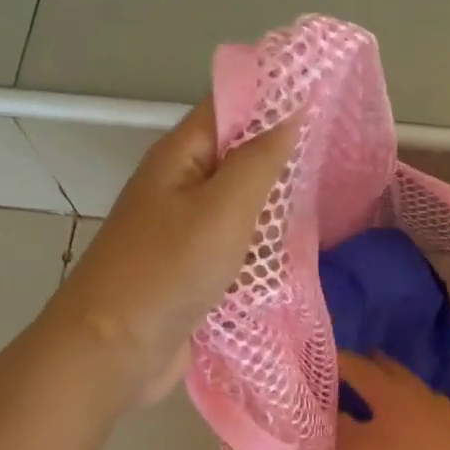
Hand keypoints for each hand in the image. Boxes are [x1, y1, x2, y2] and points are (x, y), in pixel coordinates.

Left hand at [40, 99, 296, 406]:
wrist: (113, 350)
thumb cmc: (168, 269)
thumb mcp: (223, 208)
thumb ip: (259, 161)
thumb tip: (291, 113)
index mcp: (178, 157)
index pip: (228, 108)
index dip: (272, 99)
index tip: (325, 100)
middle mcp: (177, 188)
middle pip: (235, 160)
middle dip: (280, 160)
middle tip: (336, 159)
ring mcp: (181, 234)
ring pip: (237, 209)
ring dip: (272, 211)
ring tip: (326, 204)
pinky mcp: (189, 274)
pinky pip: (232, 250)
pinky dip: (258, 251)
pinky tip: (293, 256)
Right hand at [335, 351, 449, 449]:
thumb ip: (341, 428)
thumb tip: (331, 412)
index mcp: (385, 388)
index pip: (356, 365)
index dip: (337, 361)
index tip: (321, 361)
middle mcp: (412, 388)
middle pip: (387, 367)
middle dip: (368, 365)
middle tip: (350, 370)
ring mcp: (436, 404)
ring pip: (408, 385)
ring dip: (391, 385)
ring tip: (378, 395)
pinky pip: (423, 406)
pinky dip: (409, 407)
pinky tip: (408, 421)